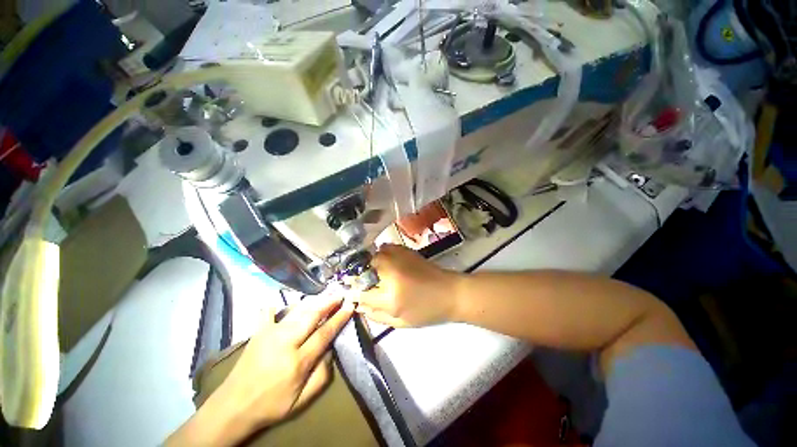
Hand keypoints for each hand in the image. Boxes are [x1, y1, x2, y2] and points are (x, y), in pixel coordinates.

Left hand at [167, 296, 353, 446]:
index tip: (349, 306)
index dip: (339, 318)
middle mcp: (285, 342)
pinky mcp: (257, 333)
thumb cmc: (271, 405)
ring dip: (312, 302)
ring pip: (296, 311)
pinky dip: (274, 306)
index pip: (325, 333)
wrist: (232, 408)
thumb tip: (330, 351)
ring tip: (324, 295)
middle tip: (339, 295)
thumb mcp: (301, 401)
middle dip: (328, 303)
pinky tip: (278, 303)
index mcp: (298, 361)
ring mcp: (269, 334)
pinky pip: (267, 313)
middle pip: (312, 316)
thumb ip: (321, 376)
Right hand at [353, 244, 460, 327]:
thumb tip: (358, 305)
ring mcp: (398, 259)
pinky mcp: (406, 251)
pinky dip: (383, 254)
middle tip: (371, 284)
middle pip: (364, 270)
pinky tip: (389, 263)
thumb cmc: (427, 311)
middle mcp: (391, 273)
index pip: (361, 293)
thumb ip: (376, 315)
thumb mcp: (401, 322)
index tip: (353, 295)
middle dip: (363, 278)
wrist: (450, 292)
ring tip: (380, 274)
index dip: (354, 294)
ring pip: (374, 256)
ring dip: (372, 265)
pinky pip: (386, 248)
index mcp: (390, 297)